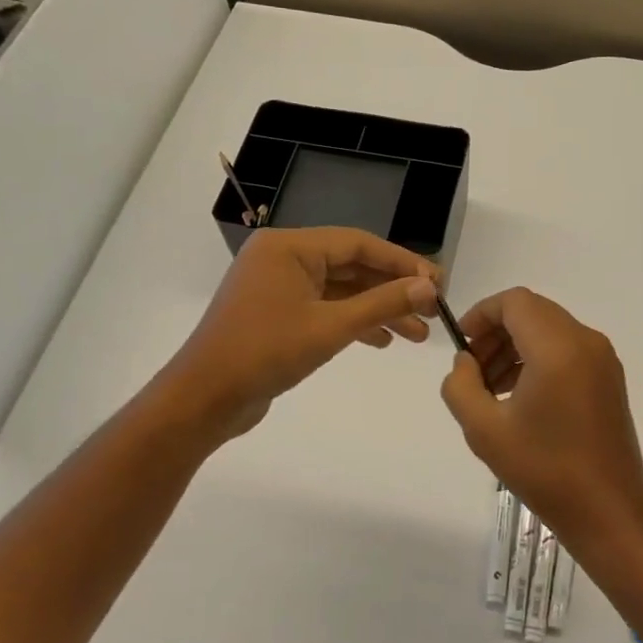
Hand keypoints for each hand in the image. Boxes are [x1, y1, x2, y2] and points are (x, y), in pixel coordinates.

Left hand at [160, 227, 438, 441]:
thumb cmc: (265, 353)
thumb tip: (430, 287)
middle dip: (393, 290)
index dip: (402, 262)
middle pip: (351, 265)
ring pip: (340, 290)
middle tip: (433, 310)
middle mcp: (283, 258)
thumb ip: (383, 304)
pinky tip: (382, 341)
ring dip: (378, 310)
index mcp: (289, 247)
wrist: (204, 399)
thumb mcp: (331, 327)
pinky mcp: (276, 313)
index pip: (359, 243)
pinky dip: (352, 322)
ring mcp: (277, 286)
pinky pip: (324, 308)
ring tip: (418, 335)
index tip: (438, 283)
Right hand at [439, 288, 642, 545]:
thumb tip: (465, 362)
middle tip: (472, 372)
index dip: (481, 315)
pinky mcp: (609, 378)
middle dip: (496, 333)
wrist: (609, 510)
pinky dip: (539, 359)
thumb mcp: (484, 430)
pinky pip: (567, 349)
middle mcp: (586, 341)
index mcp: (558, 347)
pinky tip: (520, 398)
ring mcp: (603, 359)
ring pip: (550, 330)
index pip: (514, 302)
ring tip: (491, 389)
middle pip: (532, 312)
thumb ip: (460, 386)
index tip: (461, 346)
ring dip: (516, 347)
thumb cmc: (545, 470)